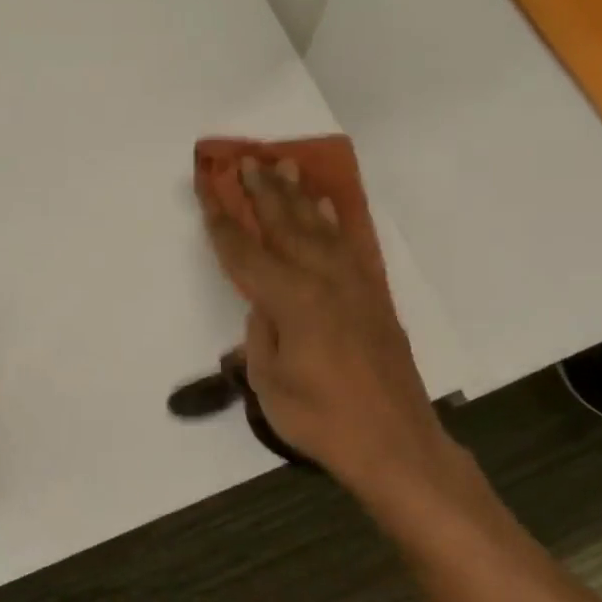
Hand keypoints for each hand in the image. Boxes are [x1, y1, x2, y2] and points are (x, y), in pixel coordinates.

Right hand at [196, 158, 491, 523]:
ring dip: (299, 195)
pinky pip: (350, 245)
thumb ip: (261, 334)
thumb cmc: (321, 418)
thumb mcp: (269, 382)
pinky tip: (327, 208)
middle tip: (247, 160)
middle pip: (286, 225)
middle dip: (262, 191)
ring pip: (320, 228)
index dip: (222, 220)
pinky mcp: (374, 297)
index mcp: (291, 300)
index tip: (207, 188)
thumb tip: (264, 306)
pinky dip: (335, 221)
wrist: (394, 442)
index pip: (246, 251)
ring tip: (286, 166)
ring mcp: (354, 285)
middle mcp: (323, 280)